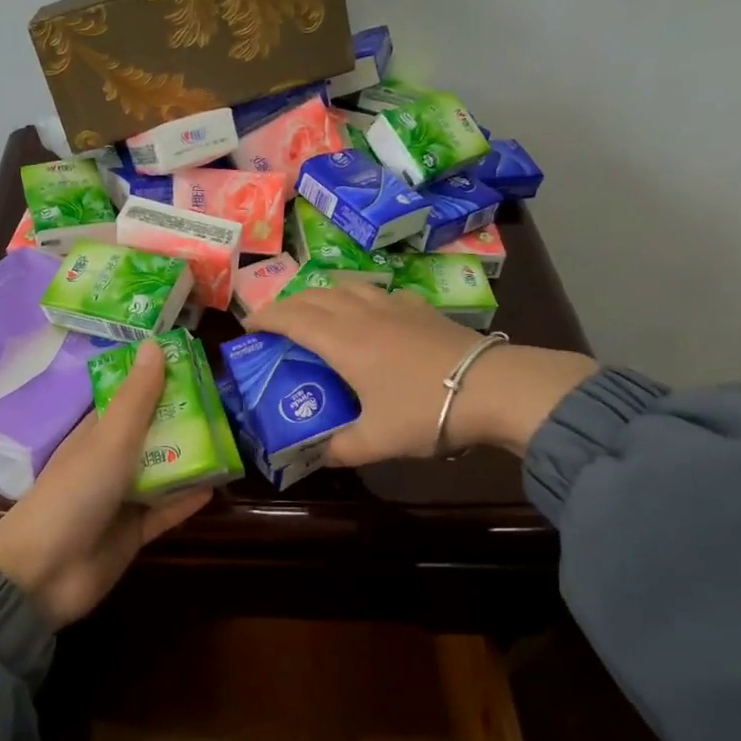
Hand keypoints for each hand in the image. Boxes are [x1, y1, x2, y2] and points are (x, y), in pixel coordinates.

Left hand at [0, 341, 210, 627]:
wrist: (44, 572)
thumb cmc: (75, 493)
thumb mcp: (109, 439)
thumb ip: (136, 398)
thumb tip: (154, 343)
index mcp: (96, 434)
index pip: (131, 400)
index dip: (160, 382)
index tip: (197, 365)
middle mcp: (109, 462)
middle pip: (152, 435)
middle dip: (184, 421)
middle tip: (228, 404)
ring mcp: (121, 500)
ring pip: (163, 472)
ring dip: (192, 460)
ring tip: (232, 441)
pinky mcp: (133, 533)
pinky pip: (166, 511)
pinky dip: (188, 500)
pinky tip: (219, 487)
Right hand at [245, 284, 598, 464]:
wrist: (494, 388)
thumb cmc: (425, 411)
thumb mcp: (376, 441)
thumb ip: (341, 448)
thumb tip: (321, 455)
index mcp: (342, 340)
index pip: (291, 318)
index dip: (264, 318)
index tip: (247, 327)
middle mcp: (362, 313)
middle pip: (314, 296)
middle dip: (287, 305)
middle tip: (274, 324)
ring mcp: (395, 305)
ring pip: (346, 286)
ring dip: (322, 294)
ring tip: (316, 312)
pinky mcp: (421, 308)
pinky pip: (379, 292)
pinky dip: (360, 297)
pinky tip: (370, 314)